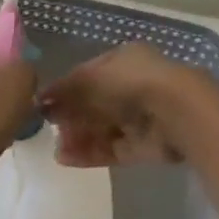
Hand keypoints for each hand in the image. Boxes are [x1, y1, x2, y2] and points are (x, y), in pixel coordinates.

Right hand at [42, 42, 218, 218]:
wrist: (177, 111)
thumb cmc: (131, 82)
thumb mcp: (90, 78)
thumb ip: (64, 89)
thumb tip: (41, 100)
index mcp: (124, 60)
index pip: (88, 74)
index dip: (66, 88)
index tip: (45, 103)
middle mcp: (134, 86)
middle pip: (95, 103)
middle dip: (72, 116)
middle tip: (48, 128)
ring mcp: (141, 117)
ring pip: (103, 128)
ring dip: (78, 137)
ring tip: (56, 149)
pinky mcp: (146, 146)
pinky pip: (112, 148)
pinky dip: (90, 153)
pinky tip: (67, 158)